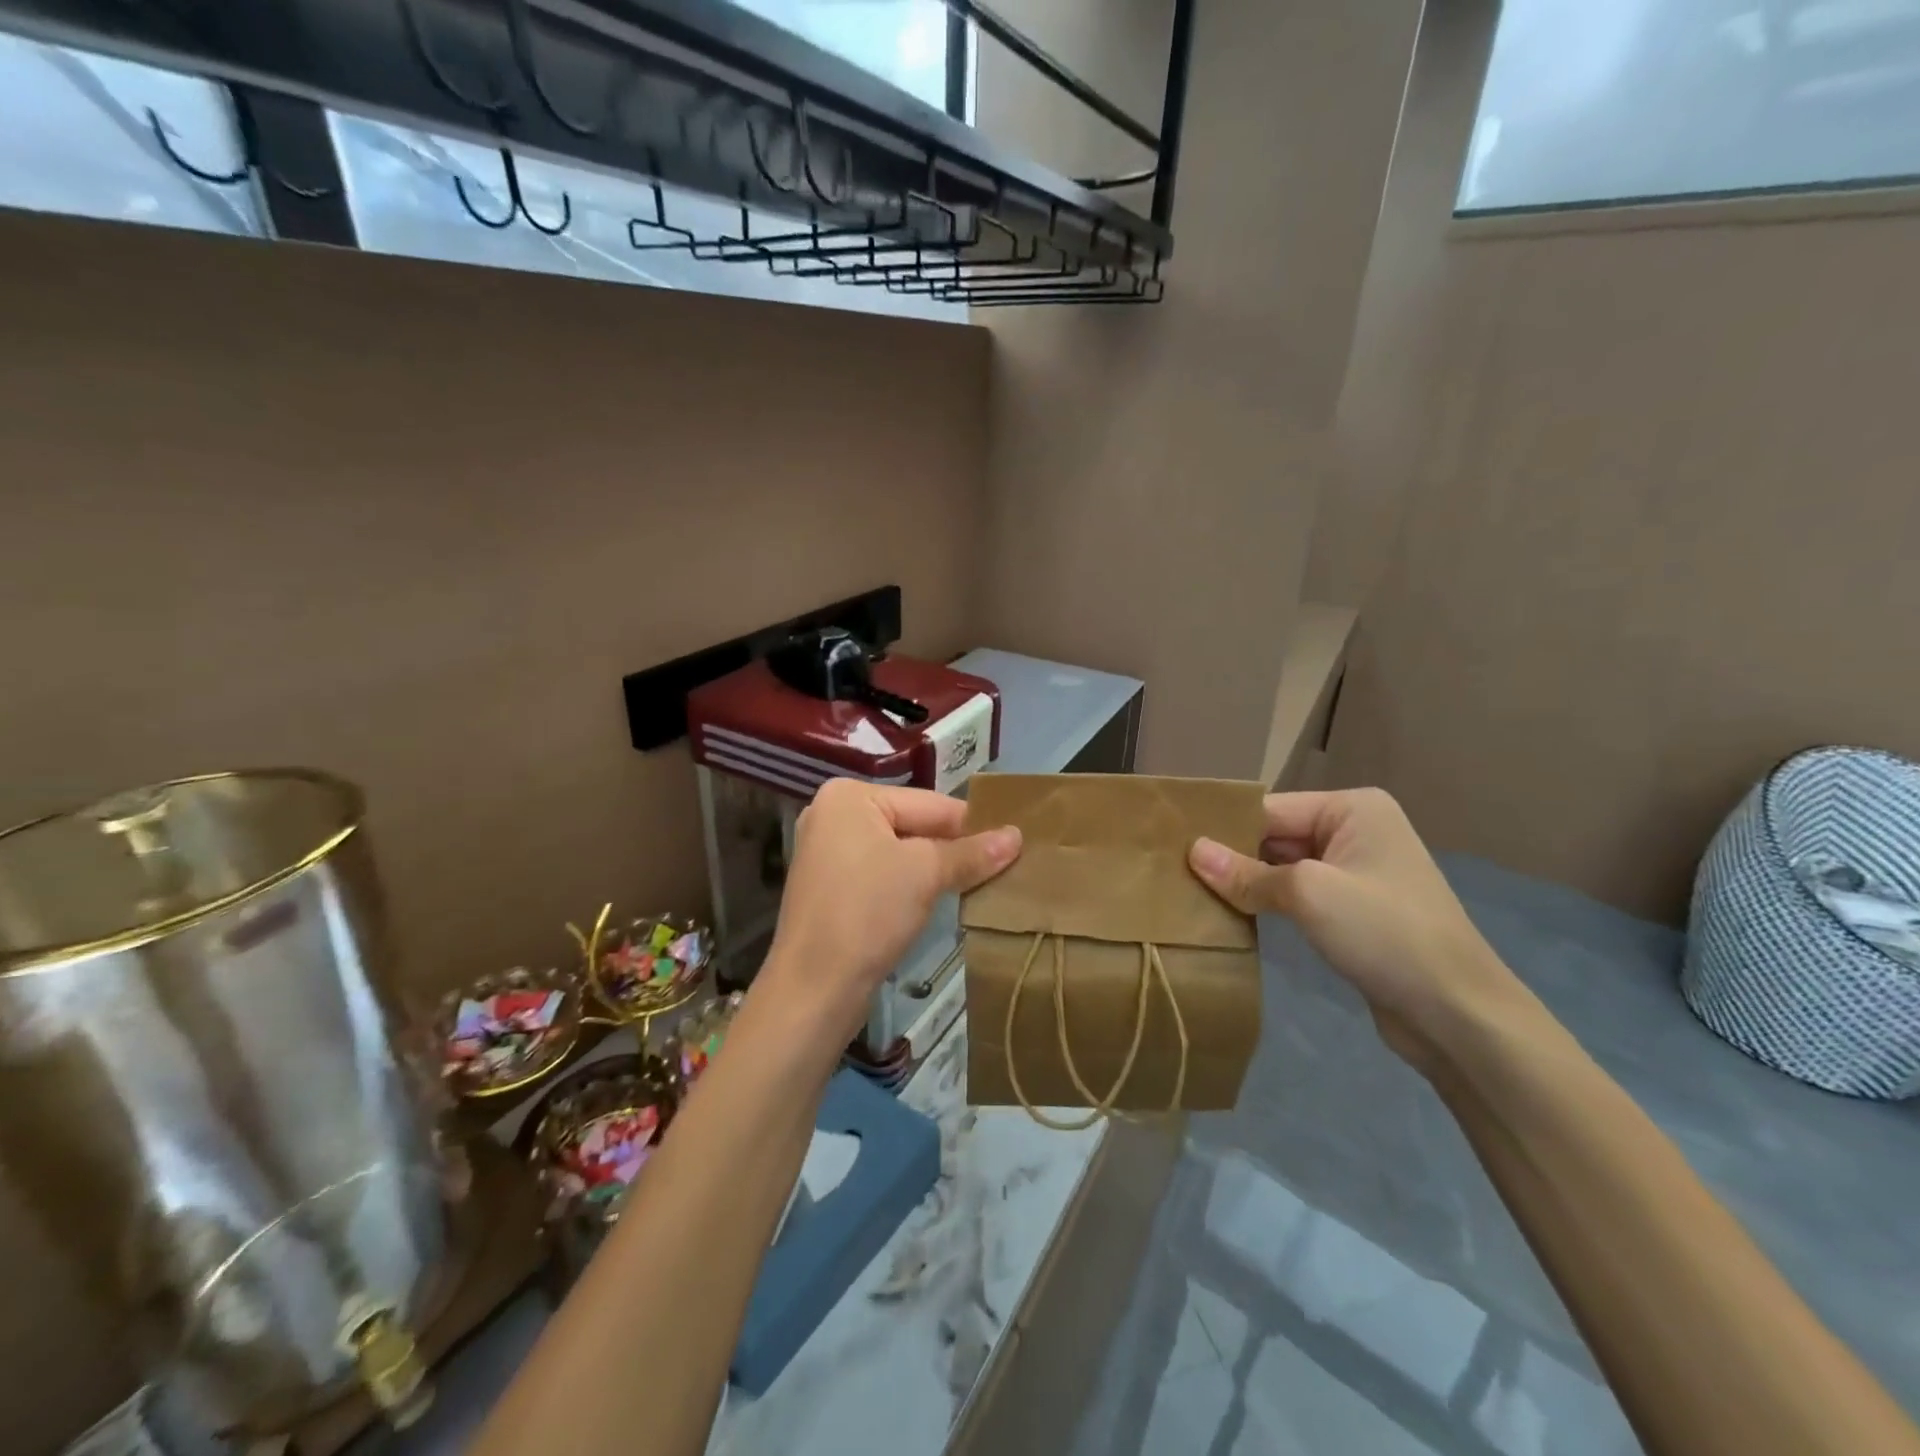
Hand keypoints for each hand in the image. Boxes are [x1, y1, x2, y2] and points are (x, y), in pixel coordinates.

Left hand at [759, 779, 1021, 1040]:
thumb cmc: (868, 913)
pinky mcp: (831, 887)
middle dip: (954, 849)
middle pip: (914, 825)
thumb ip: (972, 852)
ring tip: (980, 884)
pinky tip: (940, 900)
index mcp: (850, 796)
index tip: (1015, 843)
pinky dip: (911, 885)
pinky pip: (883, 873)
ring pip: (900, 852)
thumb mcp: (926, 874)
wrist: (814, 988)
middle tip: (1005, 866)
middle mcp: (834, 815)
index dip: (973, 825)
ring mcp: (828, 852)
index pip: (930, 803)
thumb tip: (1017, 836)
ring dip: (936, 869)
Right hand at [1189, 788, 1532, 1075]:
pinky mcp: (1352, 909)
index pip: (1270, 809)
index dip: (1223, 829)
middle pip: (1274, 836)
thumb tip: (1192, 852)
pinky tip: (1229, 913)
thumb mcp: (1308, 894)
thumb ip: (1246, 873)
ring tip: (1190, 892)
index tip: (1171, 846)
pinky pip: (1296, 894)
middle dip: (1231, 856)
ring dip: (1245, 882)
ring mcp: (1355, 872)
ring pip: (1282, 867)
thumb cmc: (1385, 934)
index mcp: (1352, 809)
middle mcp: (1355, 830)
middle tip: (1173, 872)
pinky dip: (1266, 902)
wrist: (1457, 1014)